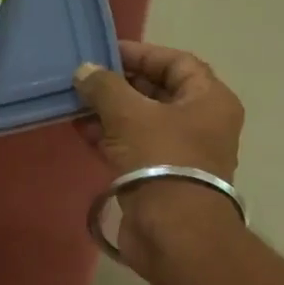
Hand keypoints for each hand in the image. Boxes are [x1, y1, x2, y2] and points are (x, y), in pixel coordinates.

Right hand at [73, 42, 245, 274]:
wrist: (173, 232)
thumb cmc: (161, 160)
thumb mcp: (130, 114)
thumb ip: (105, 87)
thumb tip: (84, 71)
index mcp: (209, 100)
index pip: (176, 62)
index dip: (141, 54)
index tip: (104, 52)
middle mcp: (201, 123)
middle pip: (158, 92)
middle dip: (119, 84)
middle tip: (84, 78)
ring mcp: (180, 153)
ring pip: (141, 122)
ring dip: (109, 111)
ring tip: (74, 102)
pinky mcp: (159, 178)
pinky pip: (133, 147)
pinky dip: (109, 137)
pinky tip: (79, 129)